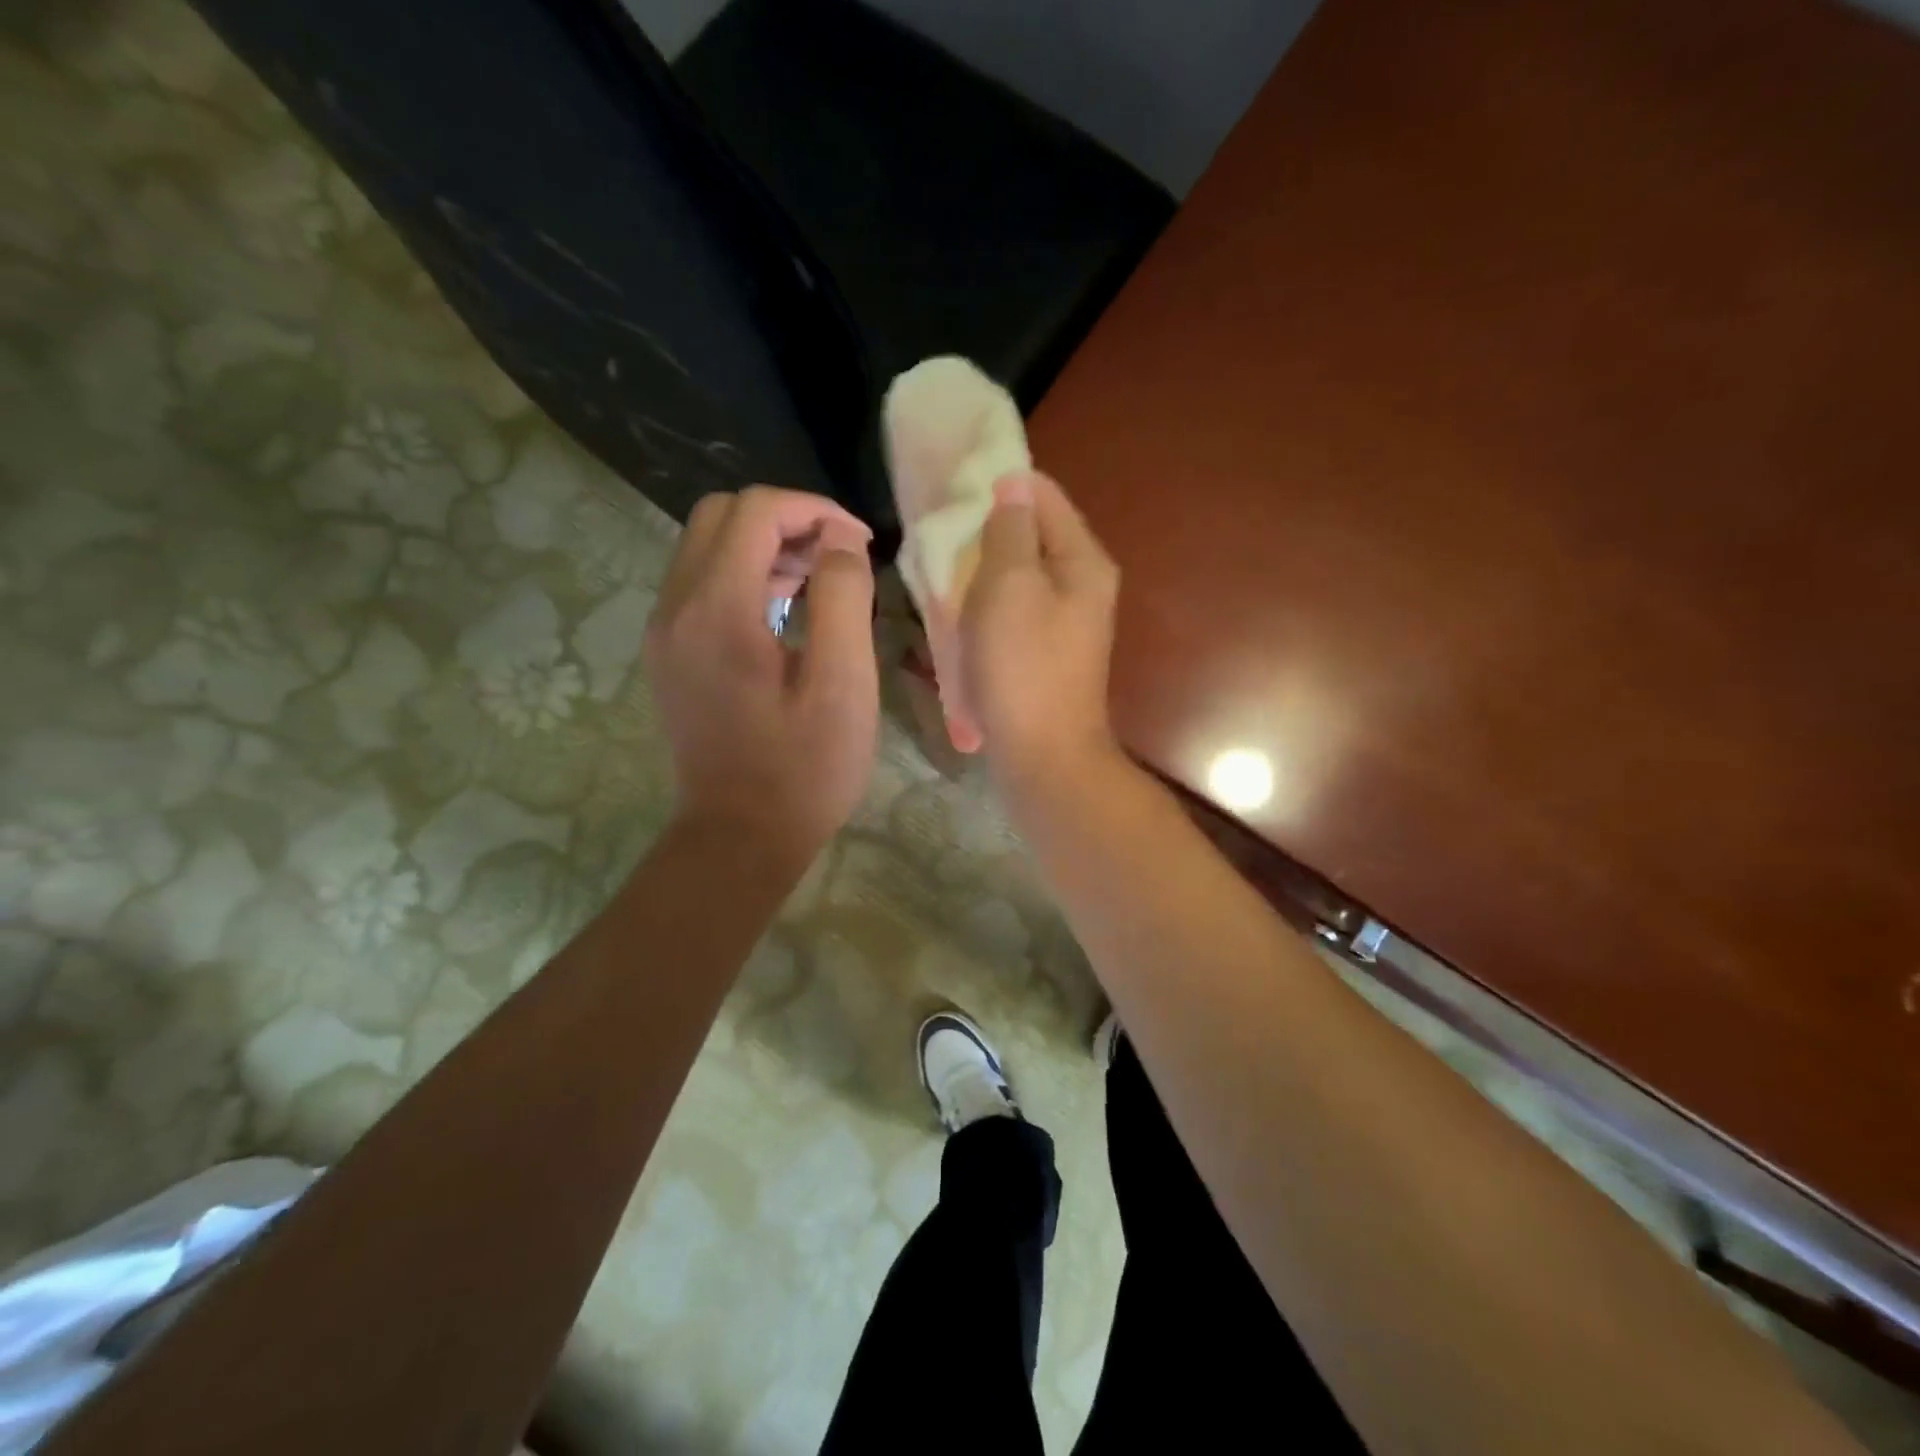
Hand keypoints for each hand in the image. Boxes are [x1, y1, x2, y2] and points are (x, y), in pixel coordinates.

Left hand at [645, 487, 878, 862]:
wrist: (739, 838)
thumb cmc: (803, 769)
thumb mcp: (843, 685)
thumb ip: (843, 598)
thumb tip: (840, 541)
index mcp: (717, 610)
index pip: (756, 511)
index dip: (814, 510)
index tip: (859, 543)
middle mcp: (675, 607)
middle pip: (720, 515)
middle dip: (785, 520)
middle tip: (837, 559)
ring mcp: (664, 631)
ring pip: (706, 546)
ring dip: (764, 545)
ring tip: (819, 583)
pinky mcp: (668, 652)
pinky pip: (700, 582)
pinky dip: (744, 575)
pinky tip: (785, 613)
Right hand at [960, 470, 1122, 794]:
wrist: (1043, 755)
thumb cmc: (1023, 667)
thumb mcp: (1009, 586)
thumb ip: (1009, 530)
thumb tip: (1012, 486)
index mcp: (1082, 559)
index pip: (1042, 494)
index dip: (998, 485)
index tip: (950, 495)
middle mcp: (1083, 583)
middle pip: (1032, 534)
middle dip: (985, 530)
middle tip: (940, 539)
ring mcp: (1067, 620)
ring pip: (1019, 574)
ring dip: (982, 570)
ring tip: (942, 574)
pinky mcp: (1048, 650)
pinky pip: (1015, 609)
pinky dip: (988, 604)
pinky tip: (960, 614)